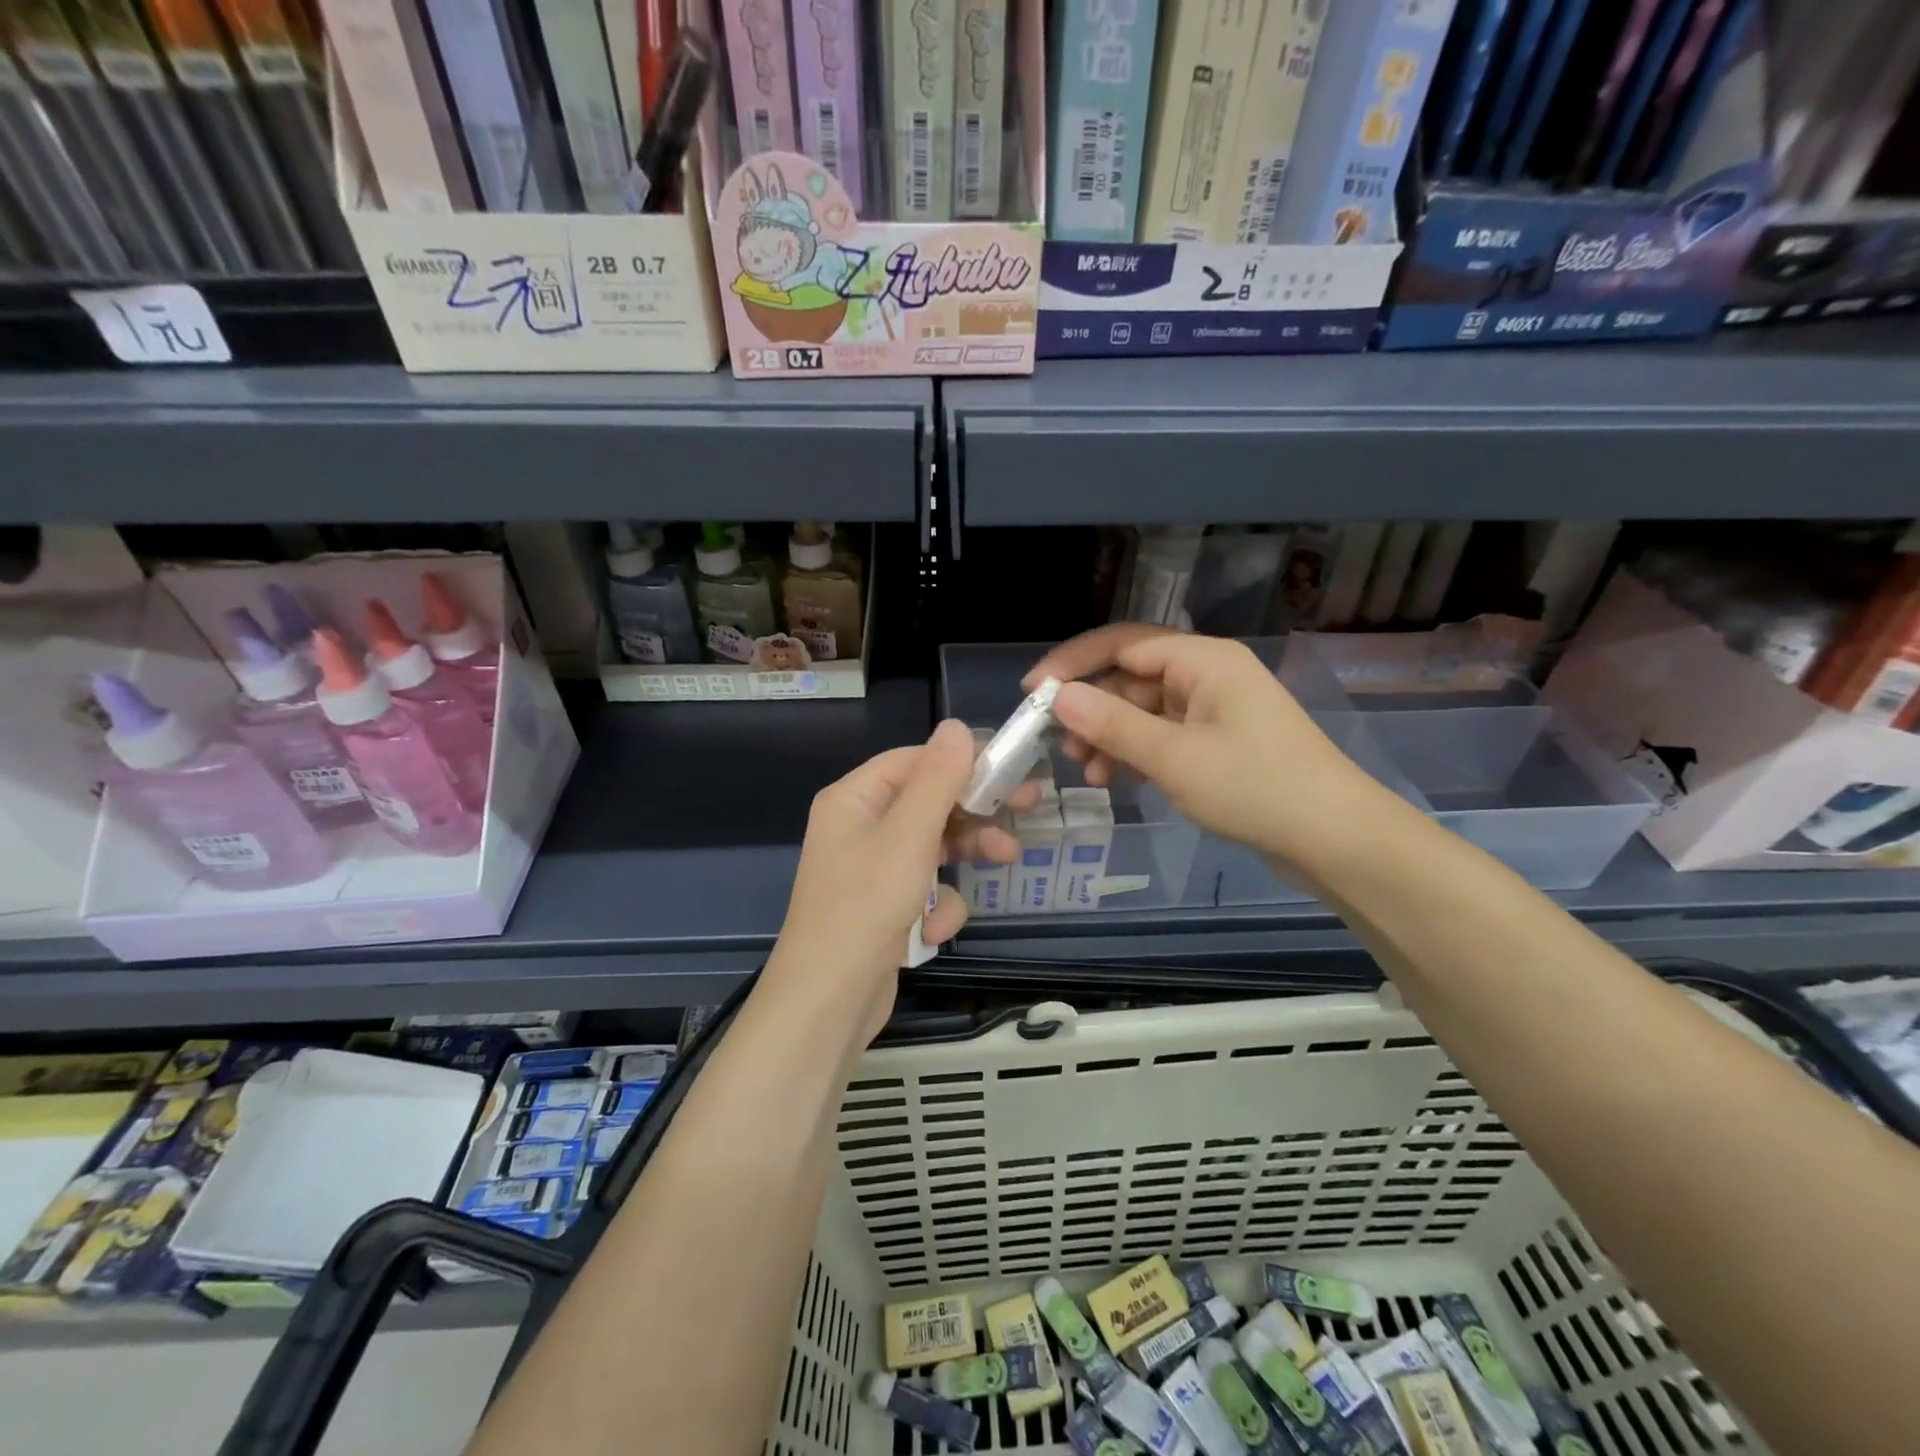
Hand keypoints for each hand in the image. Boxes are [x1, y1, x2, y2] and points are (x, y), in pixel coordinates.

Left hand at [765, 719, 1026, 1042]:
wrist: (828, 1003)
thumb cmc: (866, 906)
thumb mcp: (908, 835)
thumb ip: (937, 779)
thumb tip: (955, 726)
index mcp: (854, 799)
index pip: (915, 761)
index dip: (964, 761)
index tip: (1012, 768)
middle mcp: (859, 827)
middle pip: (929, 803)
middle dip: (975, 812)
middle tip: (1028, 808)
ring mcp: (871, 870)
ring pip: (934, 846)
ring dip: (965, 857)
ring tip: (1007, 862)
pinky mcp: (884, 908)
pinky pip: (924, 890)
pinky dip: (936, 908)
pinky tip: (932, 931)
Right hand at [1024, 625, 1390, 869]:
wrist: (1335, 838)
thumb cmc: (1254, 787)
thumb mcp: (1173, 757)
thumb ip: (1112, 725)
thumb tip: (1058, 697)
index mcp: (1202, 660)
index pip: (1122, 644)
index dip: (1073, 665)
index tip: (1031, 693)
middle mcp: (1207, 675)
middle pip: (1130, 678)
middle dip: (1091, 710)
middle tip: (1055, 744)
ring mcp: (1213, 710)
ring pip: (1143, 711)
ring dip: (1109, 737)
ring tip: (1085, 771)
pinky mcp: (1218, 743)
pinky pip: (1162, 736)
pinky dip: (1135, 754)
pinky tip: (1114, 780)